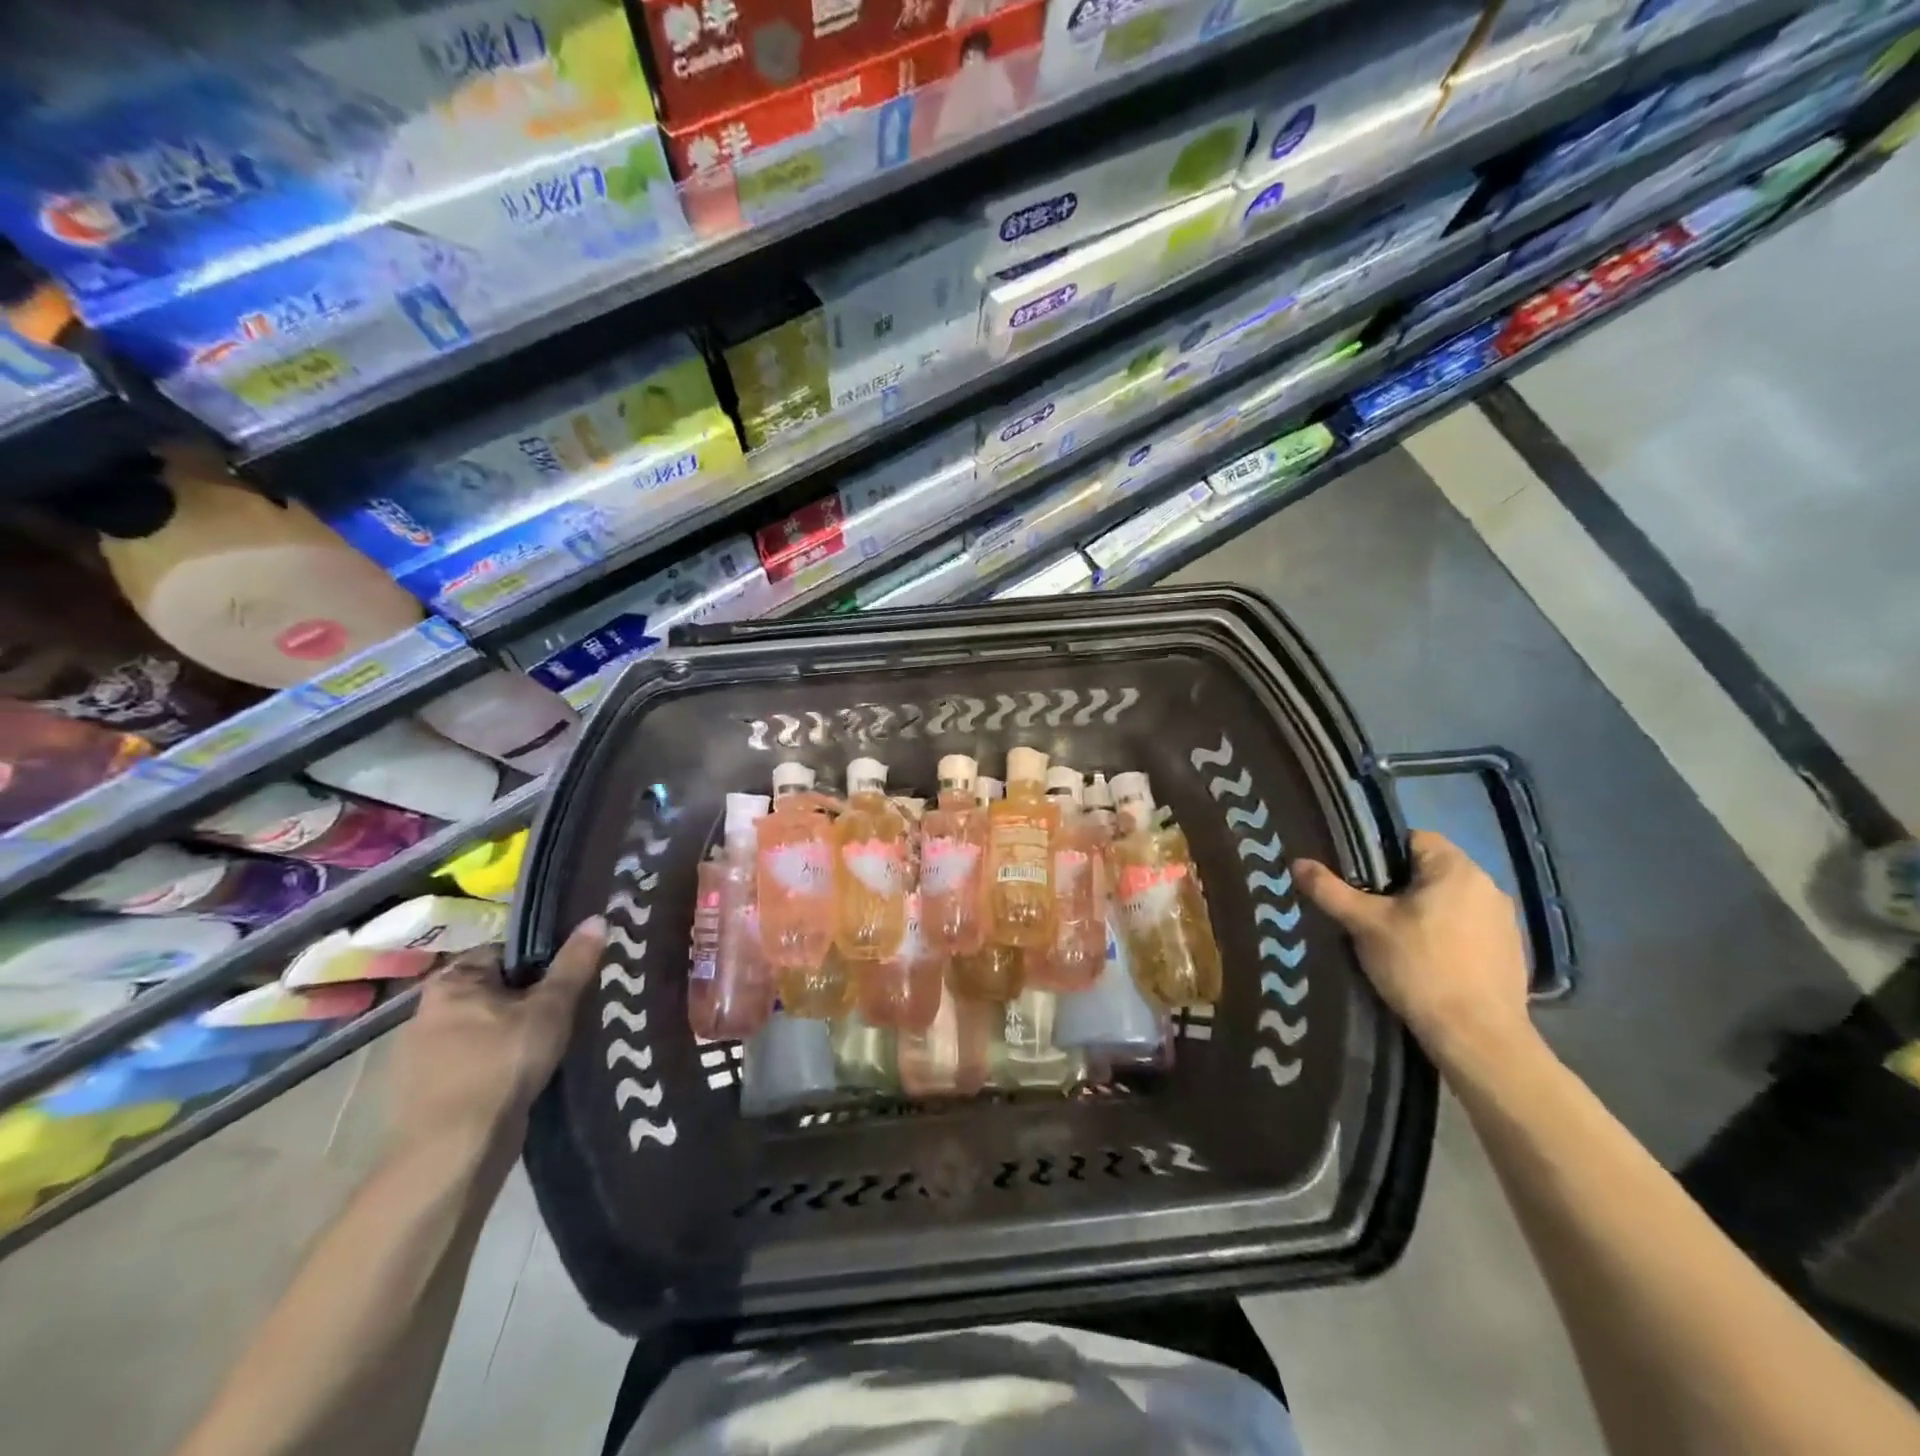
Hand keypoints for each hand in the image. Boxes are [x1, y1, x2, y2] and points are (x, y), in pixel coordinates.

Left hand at [388, 916, 606, 1154]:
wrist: (452, 1152)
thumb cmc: (501, 1064)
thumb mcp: (551, 1008)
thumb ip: (574, 964)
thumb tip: (598, 917)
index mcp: (450, 982)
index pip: (504, 952)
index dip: (541, 962)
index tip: (569, 979)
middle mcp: (426, 1012)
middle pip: (494, 991)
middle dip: (527, 1000)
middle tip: (567, 1012)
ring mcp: (422, 1056)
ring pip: (484, 1029)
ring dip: (511, 1035)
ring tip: (552, 1045)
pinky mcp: (427, 1093)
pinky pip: (473, 1063)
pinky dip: (496, 1065)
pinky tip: (524, 1077)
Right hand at [1293, 832, 1534, 1069]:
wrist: (1477, 1037)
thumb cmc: (1419, 967)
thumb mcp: (1364, 925)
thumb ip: (1330, 890)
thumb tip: (1297, 862)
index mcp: (1457, 869)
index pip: (1413, 838)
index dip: (1380, 853)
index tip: (1359, 879)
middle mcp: (1489, 886)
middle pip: (1431, 870)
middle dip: (1400, 885)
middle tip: (1369, 911)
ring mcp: (1506, 921)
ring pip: (1451, 900)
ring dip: (1425, 910)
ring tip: (1395, 938)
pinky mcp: (1512, 952)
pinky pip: (1469, 927)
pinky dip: (1447, 935)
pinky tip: (1428, 961)